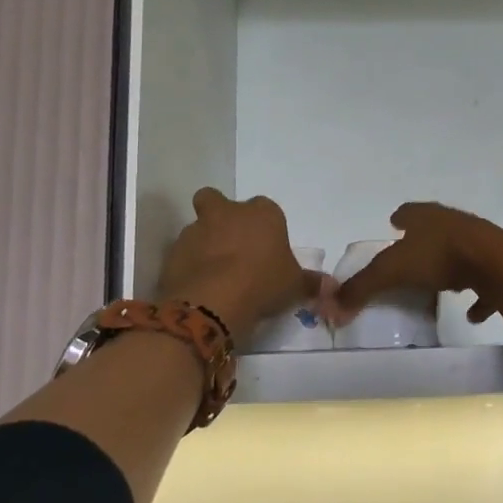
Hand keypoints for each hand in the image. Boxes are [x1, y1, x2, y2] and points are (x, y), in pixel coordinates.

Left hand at [157, 189, 319, 341]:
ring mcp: (196, 230)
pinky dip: (189, 265)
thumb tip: (329, 286)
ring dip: (204, 243)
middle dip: (220, 215)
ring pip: (198, 228)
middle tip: (230, 244)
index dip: (264, 227)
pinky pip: (182, 254)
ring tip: (214, 274)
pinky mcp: (173, 252)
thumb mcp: (294, 286)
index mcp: (261, 213)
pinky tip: (199, 287)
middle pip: (217, 200)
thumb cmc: (263, 283)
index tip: (267, 248)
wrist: (214, 301)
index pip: (265, 209)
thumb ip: (310, 283)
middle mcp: (226, 213)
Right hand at [331, 203, 502, 325]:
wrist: (495, 264)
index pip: (408, 212)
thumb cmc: (438, 257)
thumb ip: (361, 287)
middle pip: (434, 230)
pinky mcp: (497, 265)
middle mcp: (452, 223)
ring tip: (436, 287)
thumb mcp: (390, 271)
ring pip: (459, 252)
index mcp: (426, 216)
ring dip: (448, 268)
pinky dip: (477, 296)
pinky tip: (470, 313)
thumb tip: (331, 306)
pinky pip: (483, 283)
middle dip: (422, 243)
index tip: (392, 227)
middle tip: (409, 260)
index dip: (399, 219)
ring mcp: (478, 242)